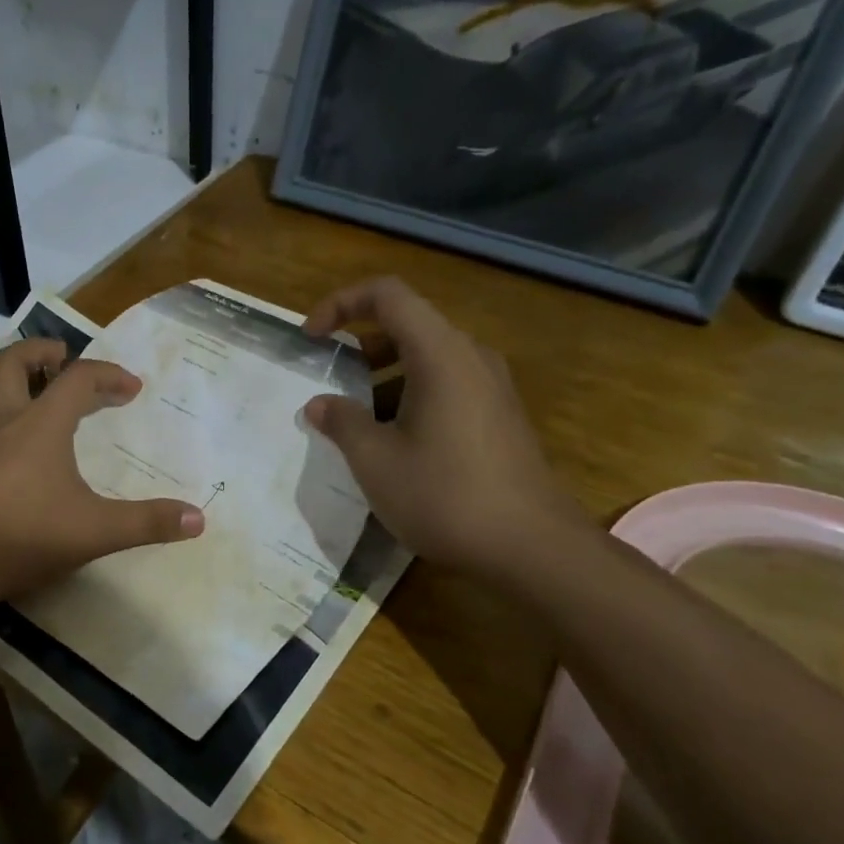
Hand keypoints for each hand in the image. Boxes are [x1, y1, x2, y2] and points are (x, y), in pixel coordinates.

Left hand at [0, 338, 203, 609]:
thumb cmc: (29, 537)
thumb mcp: (98, 530)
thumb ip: (149, 523)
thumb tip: (199, 519)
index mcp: (41, 424)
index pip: (78, 380)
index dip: (108, 376)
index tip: (131, 389)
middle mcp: (3, 422)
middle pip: (12, 364)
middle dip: (39, 353)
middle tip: (60, 356)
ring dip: (1, 381)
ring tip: (21, 388)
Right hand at [301, 277, 584, 575]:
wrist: (531, 548)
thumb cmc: (444, 495)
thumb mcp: (375, 461)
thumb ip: (342, 422)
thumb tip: (319, 404)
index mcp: (440, 354)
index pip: (387, 295)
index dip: (340, 304)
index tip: (311, 339)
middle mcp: (470, 357)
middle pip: (408, 324)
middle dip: (360, 344)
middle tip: (330, 379)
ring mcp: (492, 387)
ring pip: (427, 358)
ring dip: (383, 374)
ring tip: (356, 419)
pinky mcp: (500, 416)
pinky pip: (447, 384)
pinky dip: (410, 395)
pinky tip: (395, 443)